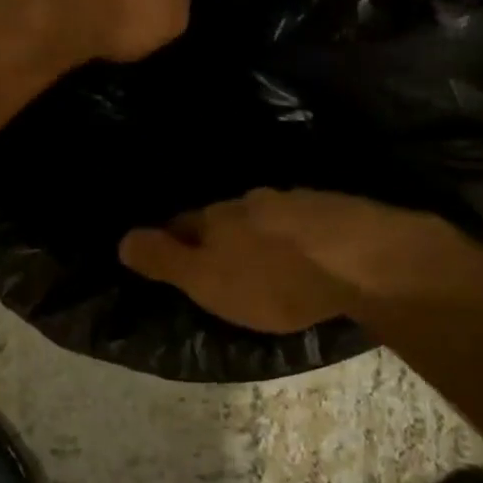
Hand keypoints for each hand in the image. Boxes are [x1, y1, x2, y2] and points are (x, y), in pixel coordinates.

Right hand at [118, 188, 482, 334]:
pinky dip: (294, 235)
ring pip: (262, 216)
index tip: (168, 253)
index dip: (171, 239)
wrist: (360, 259)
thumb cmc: (274, 281)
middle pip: (223, 217)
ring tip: (262, 257)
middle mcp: (250, 201)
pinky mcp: (332, 209)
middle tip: (217, 259)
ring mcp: (293, 200)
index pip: (181, 223)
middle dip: (216, 234)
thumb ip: (166, 260)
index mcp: (217, 218)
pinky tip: (304, 250)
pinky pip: (300, 221)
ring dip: (257, 233)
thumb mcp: (208, 282)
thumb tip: (122, 238)